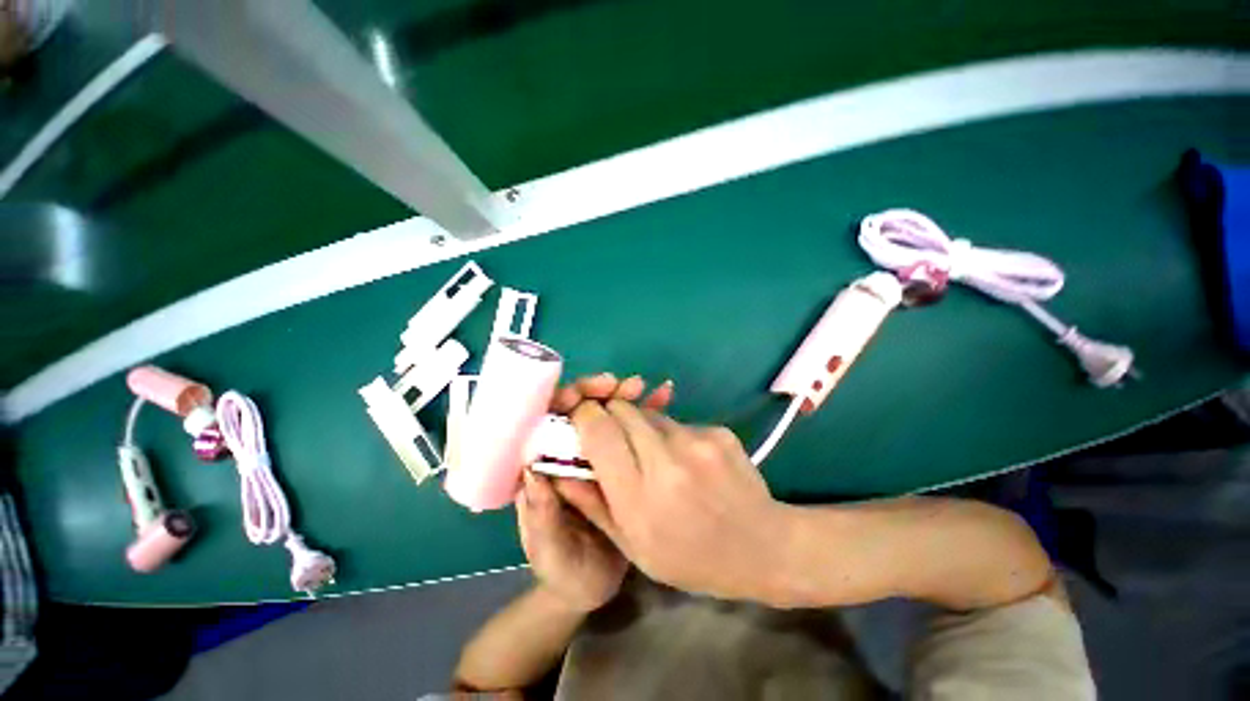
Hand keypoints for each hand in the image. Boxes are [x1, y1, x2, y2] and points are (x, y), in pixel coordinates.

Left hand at [515, 373, 673, 611]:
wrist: (593, 586)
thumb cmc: (562, 570)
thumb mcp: (548, 550)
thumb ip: (539, 516)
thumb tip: (533, 471)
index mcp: (545, 468)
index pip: (547, 421)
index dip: (564, 401)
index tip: (587, 393)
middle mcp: (568, 455)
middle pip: (580, 412)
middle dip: (599, 393)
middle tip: (623, 385)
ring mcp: (597, 456)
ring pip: (607, 417)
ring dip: (624, 398)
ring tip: (646, 388)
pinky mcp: (621, 462)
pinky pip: (632, 431)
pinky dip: (646, 412)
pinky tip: (664, 398)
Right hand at [560, 401, 790, 602]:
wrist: (762, 547)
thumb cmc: (690, 558)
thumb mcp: (633, 545)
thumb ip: (593, 502)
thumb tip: (559, 468)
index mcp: (640, 496)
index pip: (599, 429)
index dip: (583, 417)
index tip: (580, 421)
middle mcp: (667, 459)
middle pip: (622, 410)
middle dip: (608, 415)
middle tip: (612, 438)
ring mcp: (697, 441)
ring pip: (649, 413)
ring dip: (639, 426)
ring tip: (651, 454)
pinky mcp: (717, 431)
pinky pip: (677, 420)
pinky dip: (668, 433)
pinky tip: (683, 458)